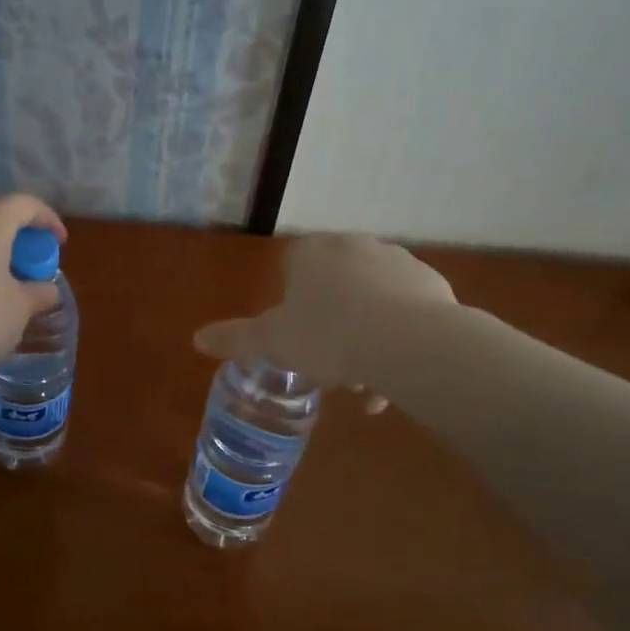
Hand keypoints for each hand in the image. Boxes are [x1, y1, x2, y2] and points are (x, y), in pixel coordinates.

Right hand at [194, 234, 453, 399]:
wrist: (409, 341)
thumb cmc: (328, 335)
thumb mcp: (272, 342)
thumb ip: (236, 338)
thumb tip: (197, 338)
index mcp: (312, 252)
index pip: (292, 269)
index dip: (291, 305)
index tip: (297, 339)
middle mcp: (354, 246)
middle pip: (335, 288)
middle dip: (331, 326)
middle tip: (330, 367)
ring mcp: (397, 261)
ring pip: (372, 303)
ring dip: (365, 339)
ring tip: (367, 384)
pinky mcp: (432, 284)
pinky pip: (406, 313)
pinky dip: (398, 339)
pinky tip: (398, 375)